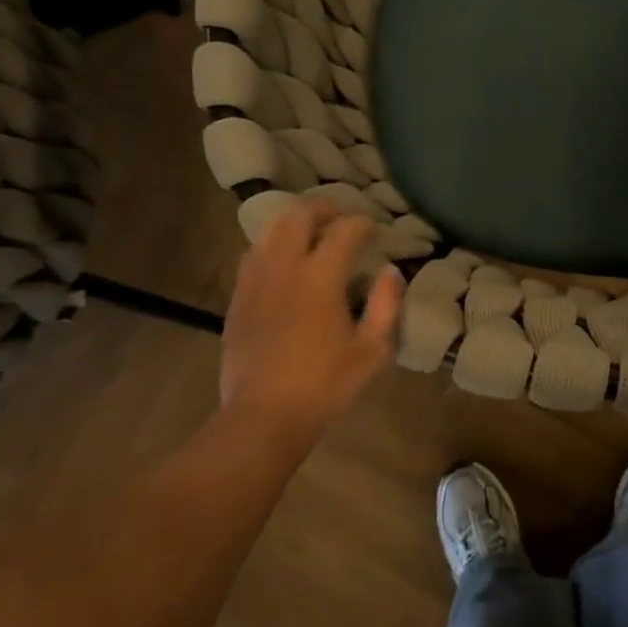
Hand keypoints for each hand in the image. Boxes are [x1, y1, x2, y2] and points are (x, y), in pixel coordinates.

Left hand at [218, 201, 404, 443]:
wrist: (263, 417)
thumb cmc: (325, 385)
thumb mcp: (372, 350)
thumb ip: (386, 305)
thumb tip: (390, 272)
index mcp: (320, 278)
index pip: (343, 231)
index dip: (362, 224)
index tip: (373, 229)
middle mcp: (283, 268)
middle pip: (298, 217)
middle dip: (322, 209)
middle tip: (339, 217)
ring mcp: (254, 282)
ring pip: (269, 232)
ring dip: (293, 224)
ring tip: (310, 233)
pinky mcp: (237, 300)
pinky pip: (252, 257)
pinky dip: (271, 247)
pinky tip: (282, 264)